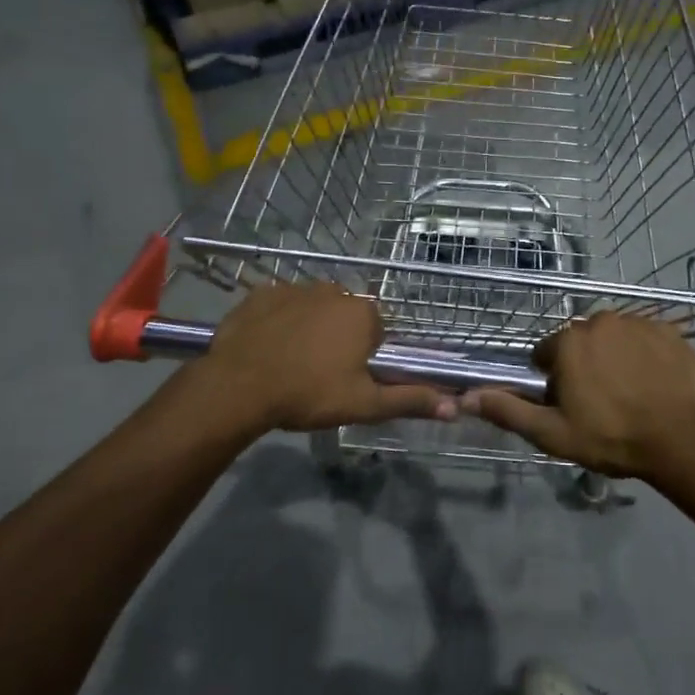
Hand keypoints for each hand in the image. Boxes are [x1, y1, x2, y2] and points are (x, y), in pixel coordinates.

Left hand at [202, 283, 456, 432]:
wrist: (238, 386)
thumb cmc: (308, 394)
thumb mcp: (364, 404)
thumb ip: (410, 401)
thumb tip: (455, 407)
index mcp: (363, 313)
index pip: (376, 332)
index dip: (364, 358)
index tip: (346, 379)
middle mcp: (334, 289)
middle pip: (345, 316)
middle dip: (338, 339)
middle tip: (319, 375)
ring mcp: (295, 287)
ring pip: (313, 308)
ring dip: (309, 328)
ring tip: (290, 362)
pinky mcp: (261, 292)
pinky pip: (280, 305)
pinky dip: (278, 321)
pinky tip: (267, 347)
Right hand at [462, 313, 694, 480]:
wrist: (682, 439)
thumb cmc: (611, 437)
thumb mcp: (552, 433)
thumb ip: (508, 411)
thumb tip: (467, 397)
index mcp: (568, 342)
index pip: (546, 354)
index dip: (553, 381)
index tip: (569, 405)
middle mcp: (599, 321)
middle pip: (580, 343)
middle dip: (583, 366)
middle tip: (600, 403)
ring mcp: (638, 322)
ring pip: (614, 338)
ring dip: (614, 358)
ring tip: (630, 395)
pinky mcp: (669, 330)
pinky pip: (646, 339)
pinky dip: (645, 355)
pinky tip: (654, 384)